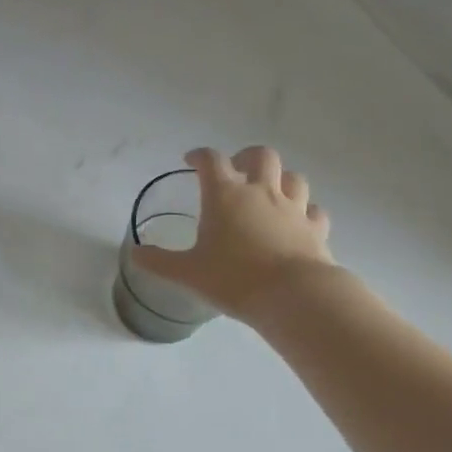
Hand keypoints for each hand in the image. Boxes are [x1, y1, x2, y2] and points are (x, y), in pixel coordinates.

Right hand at [131, 146, 335, 323]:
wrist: (292, 296)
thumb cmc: (233, 279)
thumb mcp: (187, 273)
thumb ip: (159, 262)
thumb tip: (135, 254)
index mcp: (225, 195)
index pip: (211, 161)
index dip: (199, 156)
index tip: (191, 160)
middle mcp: (261, 192)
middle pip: (261, 156)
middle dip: (247, 157)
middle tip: (237, 171)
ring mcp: (293, 208)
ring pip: (293, 178)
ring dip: (281, 179)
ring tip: (269, 193)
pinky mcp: (315, 228)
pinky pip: (314, 210)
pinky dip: (306, 211)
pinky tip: (299, 221)